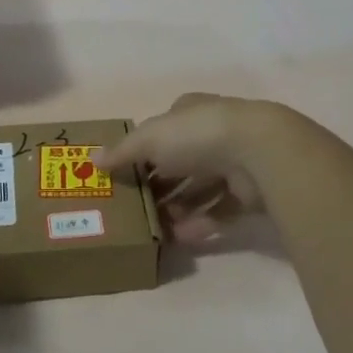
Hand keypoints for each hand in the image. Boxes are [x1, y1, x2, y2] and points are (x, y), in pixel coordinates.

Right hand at [96, 93, 284, 243]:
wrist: (258, 152)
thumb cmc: (196, 135)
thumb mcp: (149, 139)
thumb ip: (123, 152)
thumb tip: (94, 161)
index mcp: (189, 114)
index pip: (163, 131)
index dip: (143, 152)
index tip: (126, 175)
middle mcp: (212, 135)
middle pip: (180, 163)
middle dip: (159, 186)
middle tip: (136, 209)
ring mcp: (233, 163)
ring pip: (200, 189)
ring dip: (178, 208)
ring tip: (156, 229)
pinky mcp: (249, 193)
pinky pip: (220, 211)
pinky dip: (201, 224)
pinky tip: (180, 239)